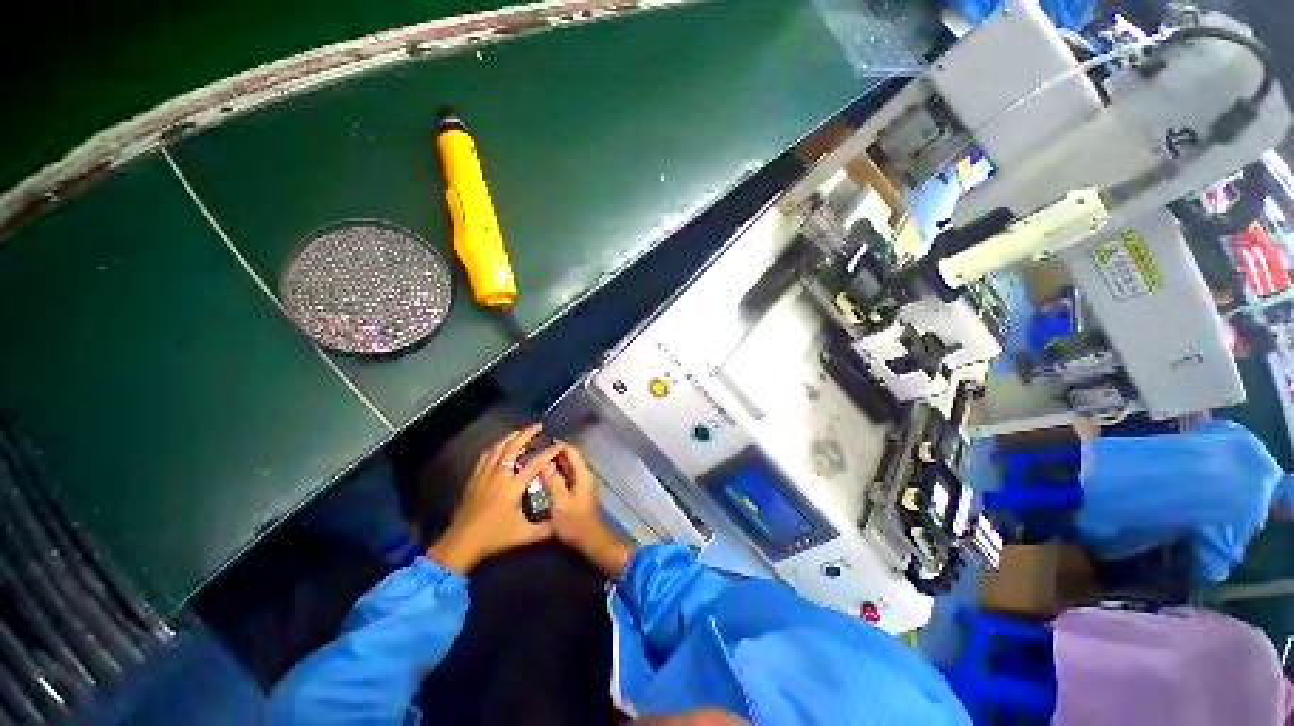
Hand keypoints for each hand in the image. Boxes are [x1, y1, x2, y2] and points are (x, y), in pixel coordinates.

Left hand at [425, 423, 561, 573]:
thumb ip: (545, 528)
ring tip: (521, 431)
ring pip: (498, 448)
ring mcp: (484, 475)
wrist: (462, 542)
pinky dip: (495, 446)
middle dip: (526, 434)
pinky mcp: (474, 478)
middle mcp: (499, 475)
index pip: (535, 463)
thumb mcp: (523, 535)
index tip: (558, 445)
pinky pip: (485, 456)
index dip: (548, 452)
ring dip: (511, 436)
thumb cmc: (494, 537)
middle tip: (538, 426)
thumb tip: (562, 521)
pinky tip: (500, 445)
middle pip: (513, 447)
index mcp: (513, 487)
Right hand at [546, 443, 632, 578]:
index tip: (541, 442)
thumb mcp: (559, 502)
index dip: (558, 445)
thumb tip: (545, 463)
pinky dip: (558, 473)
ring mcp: (583, 484)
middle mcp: (585, 475)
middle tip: (536, 451)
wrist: (589, 540)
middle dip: (555, 453)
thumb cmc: (574, 522)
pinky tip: (544, 477)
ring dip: (556, 463)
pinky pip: (568, 476)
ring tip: (537, 461)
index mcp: (583, 474)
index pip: (572, 452)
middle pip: (571, 458)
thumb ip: (553, 481)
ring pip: (569, 467)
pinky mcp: (579, 492)